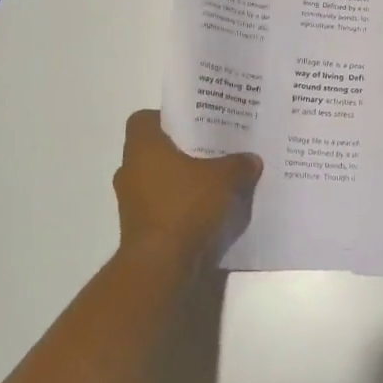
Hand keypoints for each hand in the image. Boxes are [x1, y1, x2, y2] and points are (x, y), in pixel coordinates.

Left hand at [112, 110, 261, 266]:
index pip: (144, 119)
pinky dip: (179, 203)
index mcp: (142, 147)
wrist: (161, 264)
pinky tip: (207, 207)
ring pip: (157, 178)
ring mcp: (131, 201)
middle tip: (211, 147)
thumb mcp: (223, 178)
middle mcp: (130, 170)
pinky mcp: (139, 226)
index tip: (192, 124)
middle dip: (180, 149)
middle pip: (154, 150)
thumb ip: (238, 164)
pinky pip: (161, 204)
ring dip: (180, 179)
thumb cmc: (185, 206)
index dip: (166, 118)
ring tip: (213, 178)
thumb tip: (252, 159)